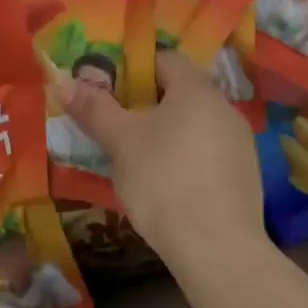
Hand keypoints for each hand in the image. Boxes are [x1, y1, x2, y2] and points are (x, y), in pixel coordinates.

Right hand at [61, 50, 268, 266]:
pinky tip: (165, 183)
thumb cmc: (163, 180)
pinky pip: (207, 152)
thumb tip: (63, 82)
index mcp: (196, 89)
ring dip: (166, 132)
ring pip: (194, 124)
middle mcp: (224, 108)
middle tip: (114, 123)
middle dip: (145, 103)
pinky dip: (184, 157)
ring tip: (135, 156)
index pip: (164, 59)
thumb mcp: (120, 142)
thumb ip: (94, 108)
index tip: (106, 88)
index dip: (132, 67)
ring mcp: (240, 143)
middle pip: (179, 92)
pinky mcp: (244, 176)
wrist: (216, 247)